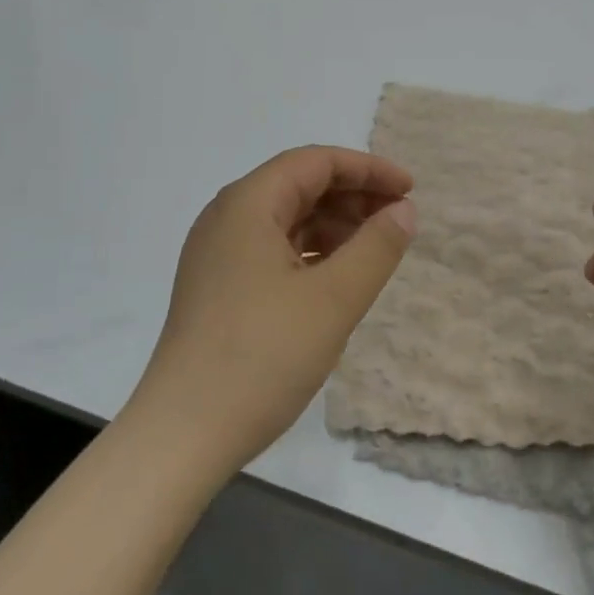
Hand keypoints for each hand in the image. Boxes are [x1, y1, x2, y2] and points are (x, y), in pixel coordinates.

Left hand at [128, 147, 416, 479]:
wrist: (183, 432)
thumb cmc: (262, 356)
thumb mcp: (333, 300)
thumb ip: (376, 248)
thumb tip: (404, 211)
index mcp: (247, 204)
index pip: (314, 162)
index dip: (367, 169)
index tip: (410, 190)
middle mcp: (226, 217)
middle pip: (298, 185)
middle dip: (352, 196)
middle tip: (398, 221)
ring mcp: (217, 253)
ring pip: (285, 219)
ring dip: (332, 226)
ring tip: (374, 250)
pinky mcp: (217, 286)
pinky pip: (271, 249)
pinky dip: (309, 253)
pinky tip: (335, 277)